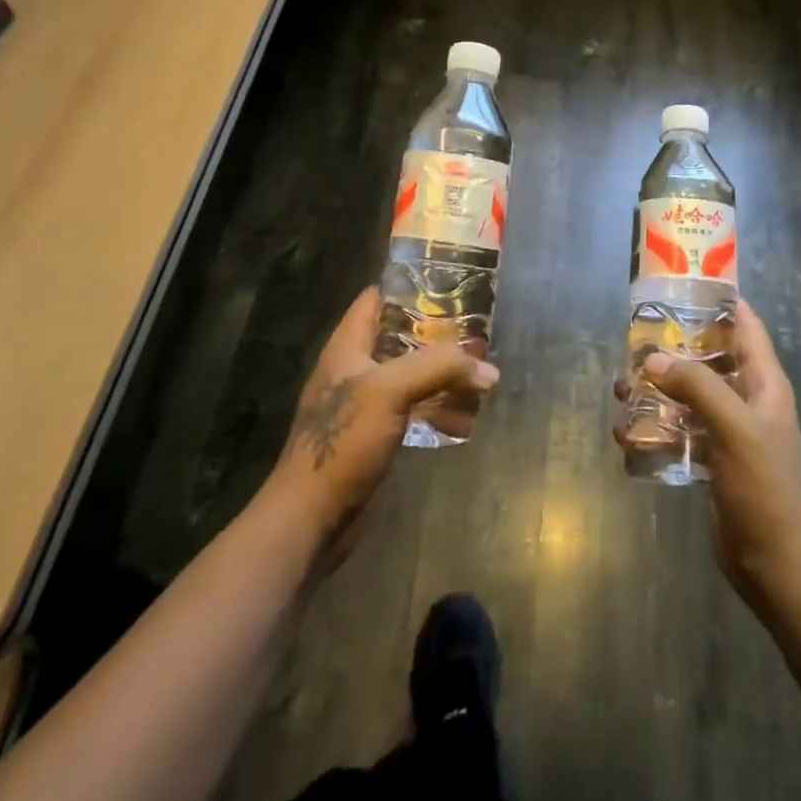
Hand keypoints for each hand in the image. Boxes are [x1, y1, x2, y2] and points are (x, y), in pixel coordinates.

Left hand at [270, 286, 499, 542]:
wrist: (311, 517)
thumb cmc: (344, 440)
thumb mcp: (391, 390)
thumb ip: (440, 368)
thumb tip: (489, 370)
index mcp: (348, 345)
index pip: (378, 298)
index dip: (411, 286)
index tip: (451, 283)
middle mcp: (355, 367)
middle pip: (401, 336)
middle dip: (439, 334)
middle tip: (478, 332)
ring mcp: (365, 403)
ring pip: (411, 374)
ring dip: (443, 374)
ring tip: (480, 374)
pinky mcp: (375, 434)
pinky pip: (413, 409)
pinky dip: (438, 408)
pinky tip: (466, 415)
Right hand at [615, 299, 800, 596]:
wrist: (772, 561)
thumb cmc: (761, 486)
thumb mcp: (733, 427)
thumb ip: (696, 386)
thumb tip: (652, 360)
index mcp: (765, 383)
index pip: (746, 325)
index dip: (720, 301)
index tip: (682, 285)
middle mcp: (750, 398)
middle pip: (711, 357)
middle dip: (675, 347)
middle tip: (636, 340)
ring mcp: (732, 429)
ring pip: (692, 393)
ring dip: (660, 389)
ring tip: (623, 388)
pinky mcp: (715, 456)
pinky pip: (682, 427)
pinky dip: (658, 425)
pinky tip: (628, 433)